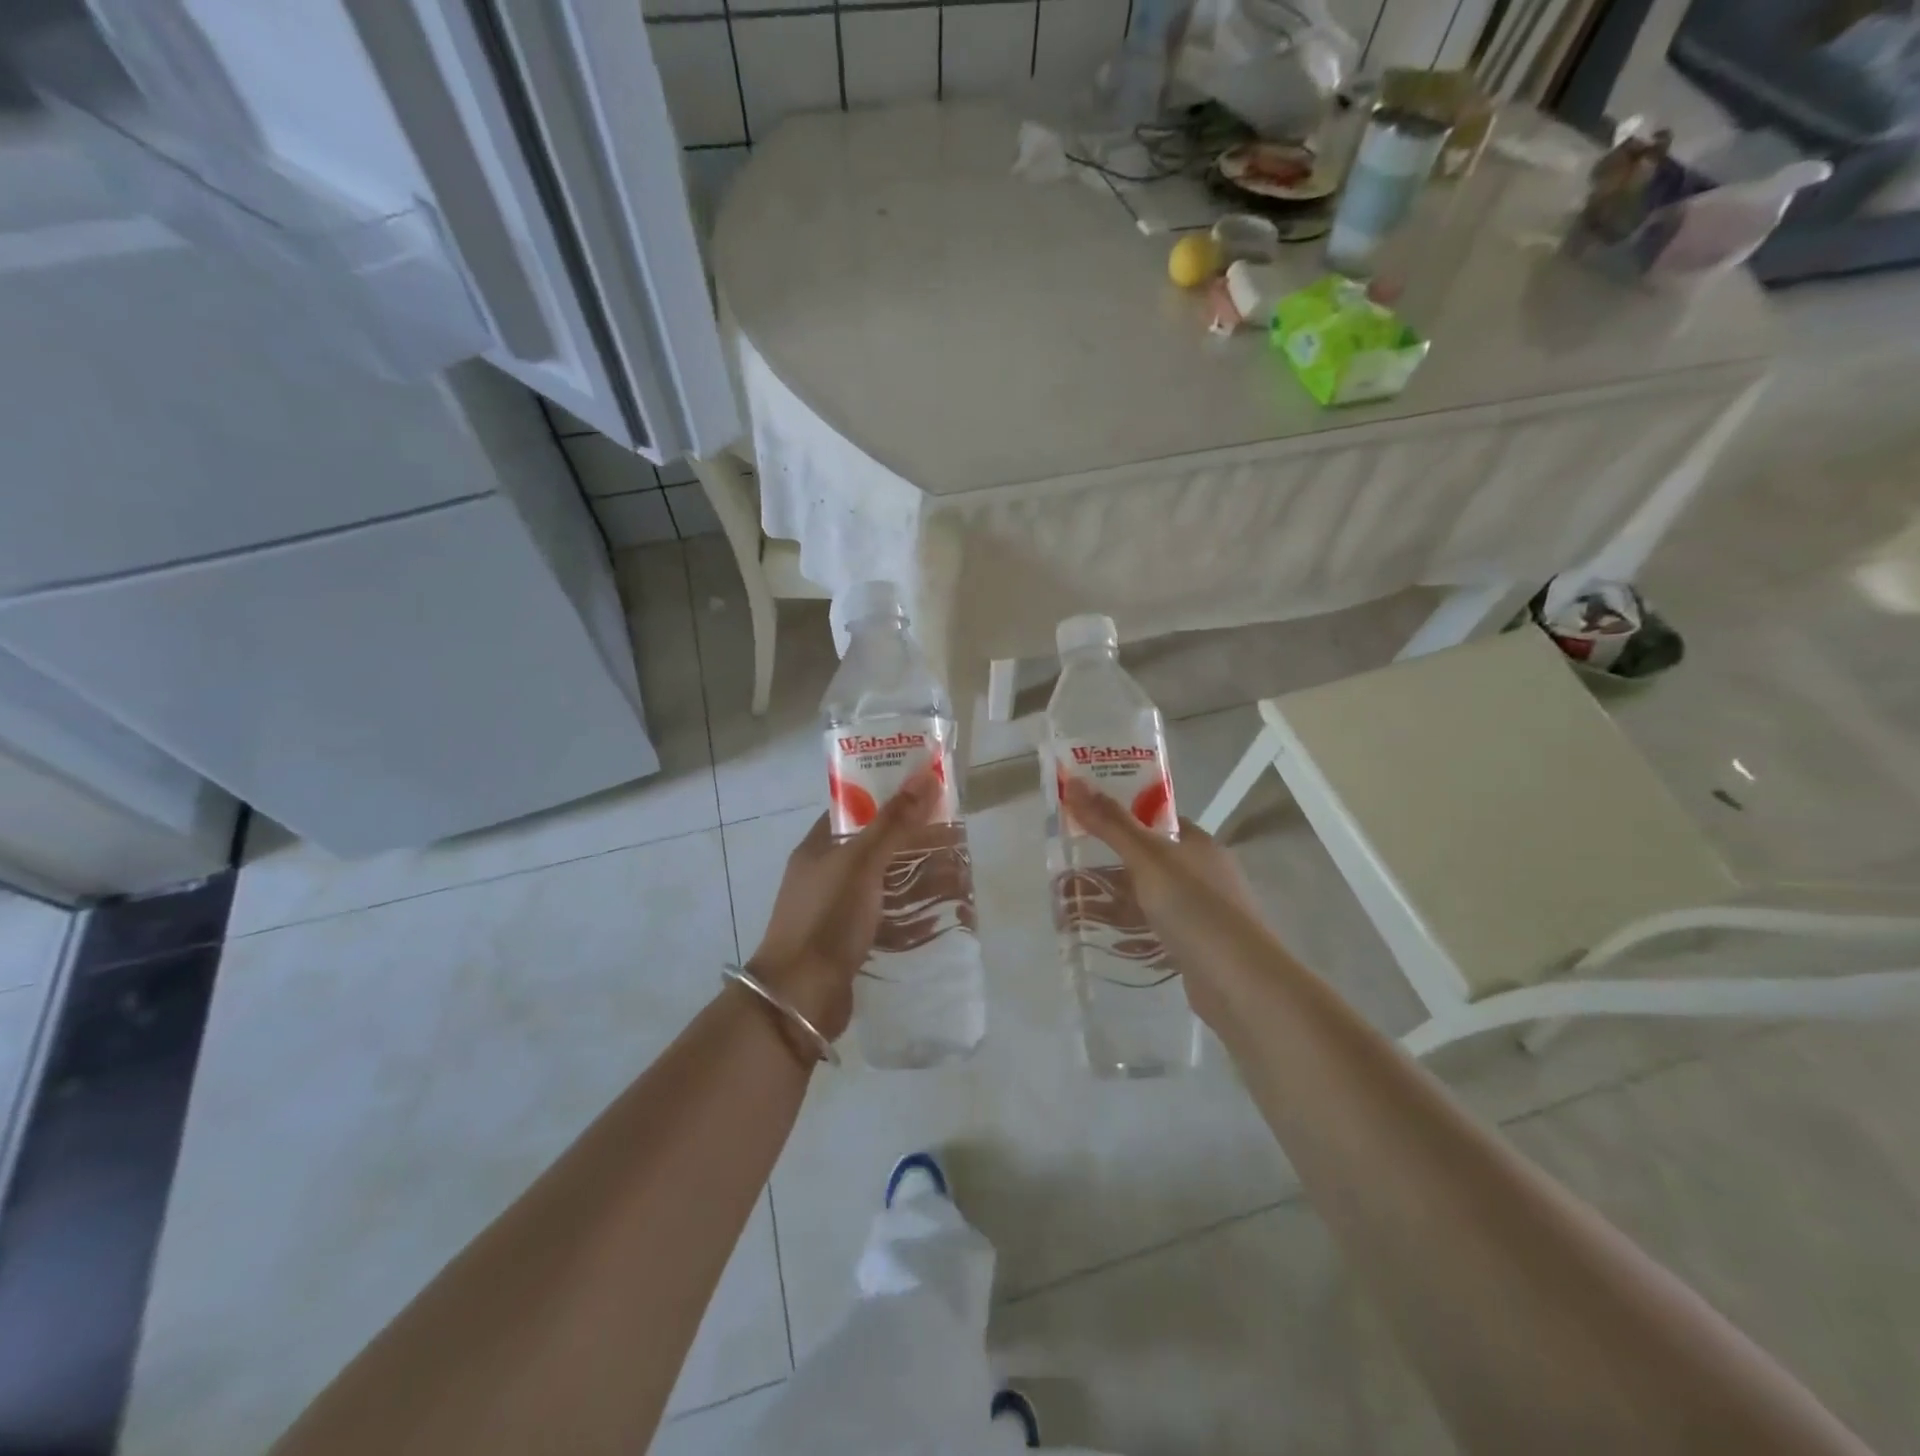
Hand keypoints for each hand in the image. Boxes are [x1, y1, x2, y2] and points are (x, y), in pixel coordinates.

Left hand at [747, 768, 941, 1040]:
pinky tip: (945, 917)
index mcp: (819, 848)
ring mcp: (838, 912)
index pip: (856, 809)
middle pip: (878, 848)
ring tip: (961, 877)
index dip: (890, 797)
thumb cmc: (827, 919)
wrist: (799, 999)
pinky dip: (915, 916)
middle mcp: (826, 875)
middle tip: (956, 838)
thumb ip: (894, 822)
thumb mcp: (861, 863)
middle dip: (916, 843)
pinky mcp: (852, 943)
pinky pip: (889, 920)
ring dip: (921, 880)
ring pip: (887, 885)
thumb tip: (926, 774)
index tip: (929, 794)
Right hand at [1061, 778, 1268, 1027]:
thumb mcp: (1147, 859)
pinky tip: (1100, 938)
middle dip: (1105, 867)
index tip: (1083, 823)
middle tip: (1064, 872)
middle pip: (1145, 861)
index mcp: (1197, 844)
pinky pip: (1152, 931)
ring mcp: (1199, 912)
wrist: (1241, 984)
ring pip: (1146, 898)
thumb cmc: (1195, 908)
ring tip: (1067, 908)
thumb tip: (1075, 781)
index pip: (1155, 821)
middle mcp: (1201, 873)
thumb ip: (1111, 823)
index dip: (1120, 818)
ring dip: (1109, 902)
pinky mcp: (1194, 946)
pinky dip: (1127, 931)